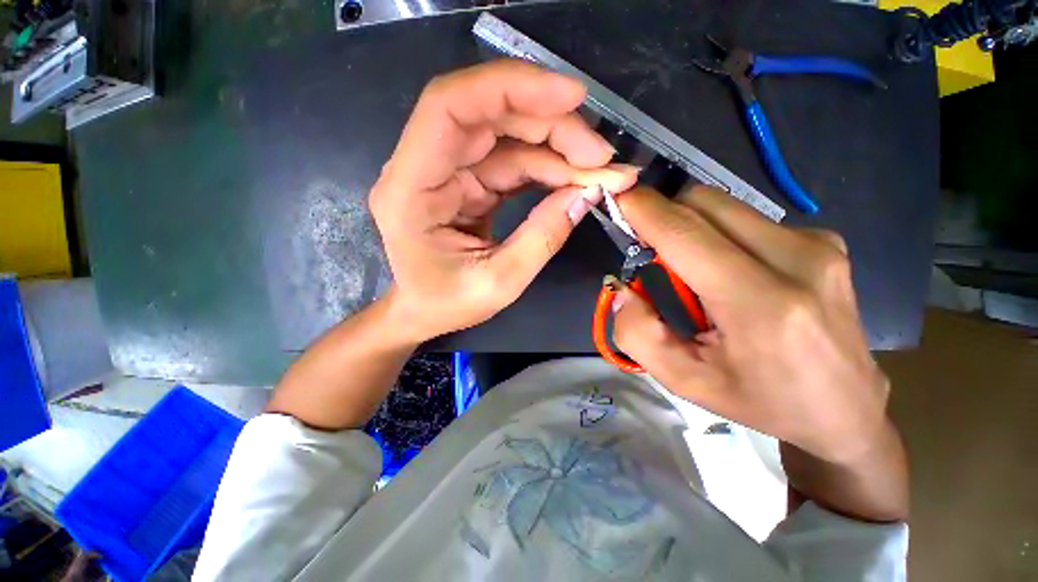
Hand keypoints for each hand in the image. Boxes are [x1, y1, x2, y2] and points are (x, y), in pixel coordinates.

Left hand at [370, 60, 638, 341]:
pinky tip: (578, 180)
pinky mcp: (469, 183)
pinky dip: (549, 168)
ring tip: (601, 171)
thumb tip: (589, 194)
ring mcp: (449, 173)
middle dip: (553, 127)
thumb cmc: (444, 304)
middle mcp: (425, 167)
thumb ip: (542, 238)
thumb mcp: (498, 283)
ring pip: (508, 139)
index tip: (573, 97)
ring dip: (559, 150)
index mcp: (411, 188)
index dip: (511, 88)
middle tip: (602, 156)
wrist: (422, 312)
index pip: (451, 107)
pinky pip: (513, 164)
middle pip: (490, 117)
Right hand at [611, 186, 889, 464]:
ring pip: (727, 206)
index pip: (686, 235)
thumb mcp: (684, 380)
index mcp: (761, 305)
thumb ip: (638, 334)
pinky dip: (721, 234)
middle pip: (706, 203)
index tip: (619, 197)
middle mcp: (798, 259)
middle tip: (650, 250)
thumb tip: (623, 288)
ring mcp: (820, 244)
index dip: (645, 210)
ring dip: (692, 227)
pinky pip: (750, 218)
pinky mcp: (826, 240)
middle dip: (665, 215)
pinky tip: (729, 271)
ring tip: (691, 271)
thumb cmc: (760, 401)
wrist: (845, 410)